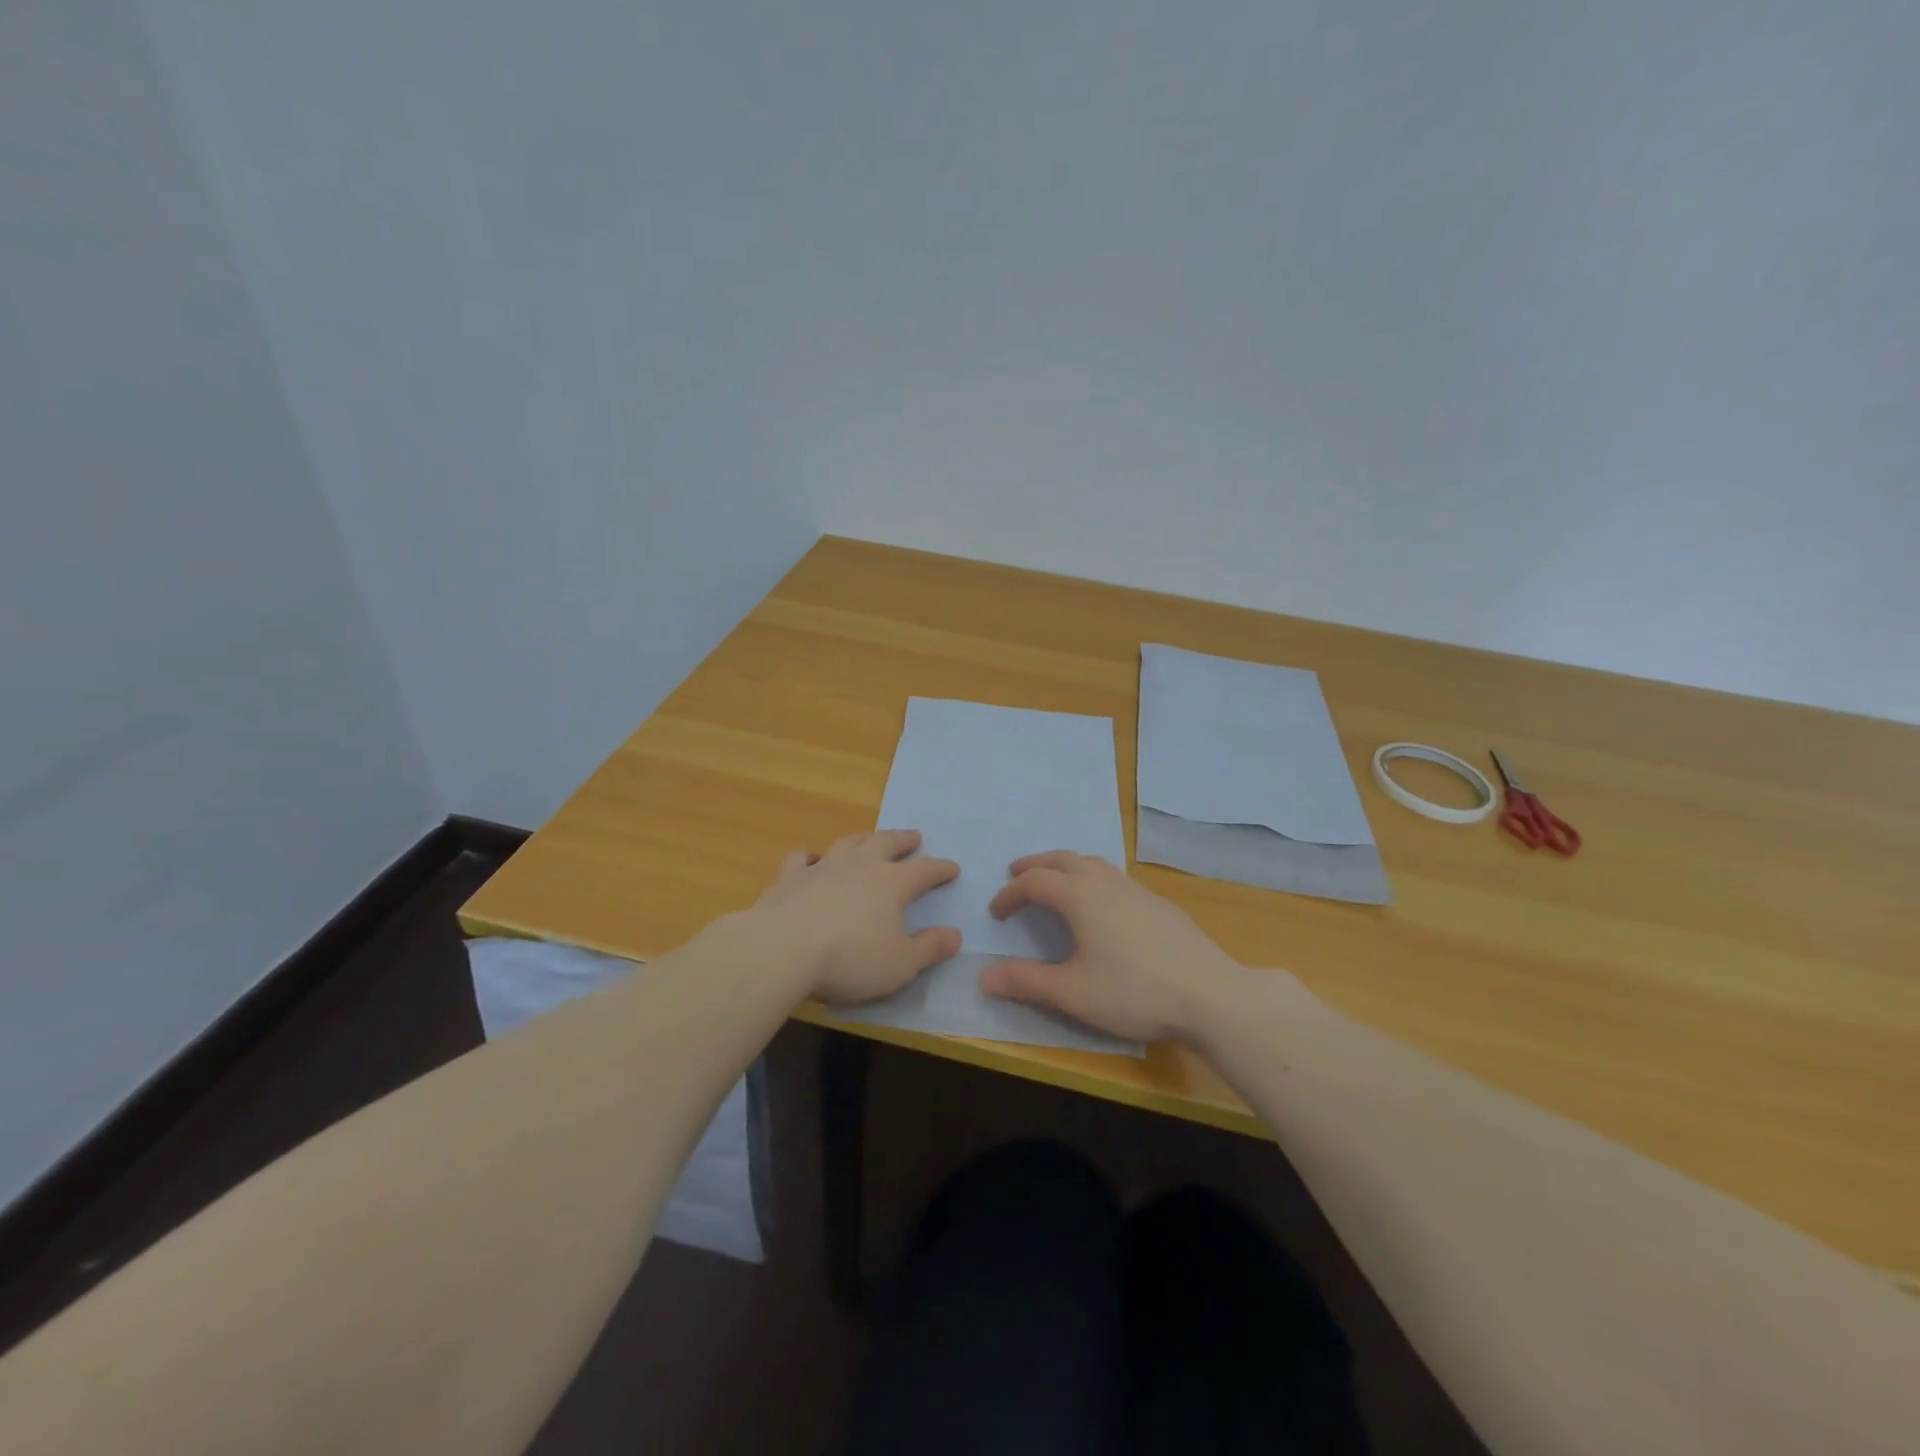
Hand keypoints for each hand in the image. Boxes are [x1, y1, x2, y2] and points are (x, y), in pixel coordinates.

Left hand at [748, 829, 961, 1004]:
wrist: (782, 949)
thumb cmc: (849, 959)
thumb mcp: (900, 964)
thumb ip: (929, 948)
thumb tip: (955, 935)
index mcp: (891, 883)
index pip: (924, 871)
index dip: (940, 869)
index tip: (952, 867)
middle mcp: (860, 866)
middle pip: (886, 843)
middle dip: (903, 840)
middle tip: (914, 836)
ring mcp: (823, 867)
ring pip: (848, 843)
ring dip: (863, 839)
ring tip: (870, 838)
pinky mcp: (790, 878)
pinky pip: (802, 858)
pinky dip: (810, 856)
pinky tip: (811, 858)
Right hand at [980, 851, 1243, 1042]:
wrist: (1211, 995)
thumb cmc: (1134, 991)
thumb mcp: (1072, 993)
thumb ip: (1026, 982)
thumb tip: (984, 976)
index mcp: (1080, 897)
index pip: (1035, 882)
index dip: (1010, 893)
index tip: (996, 912)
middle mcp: (1106, 883)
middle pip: (1064, 859)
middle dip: (1036, 864)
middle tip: (1017, 872)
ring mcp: (1137, 891)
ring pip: (1094, 863)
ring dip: (1067, 866)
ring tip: (1057, 881)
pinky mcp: (1160, 905)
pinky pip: (1116, 877)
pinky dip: (1094, 878)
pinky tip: (1103, 905)